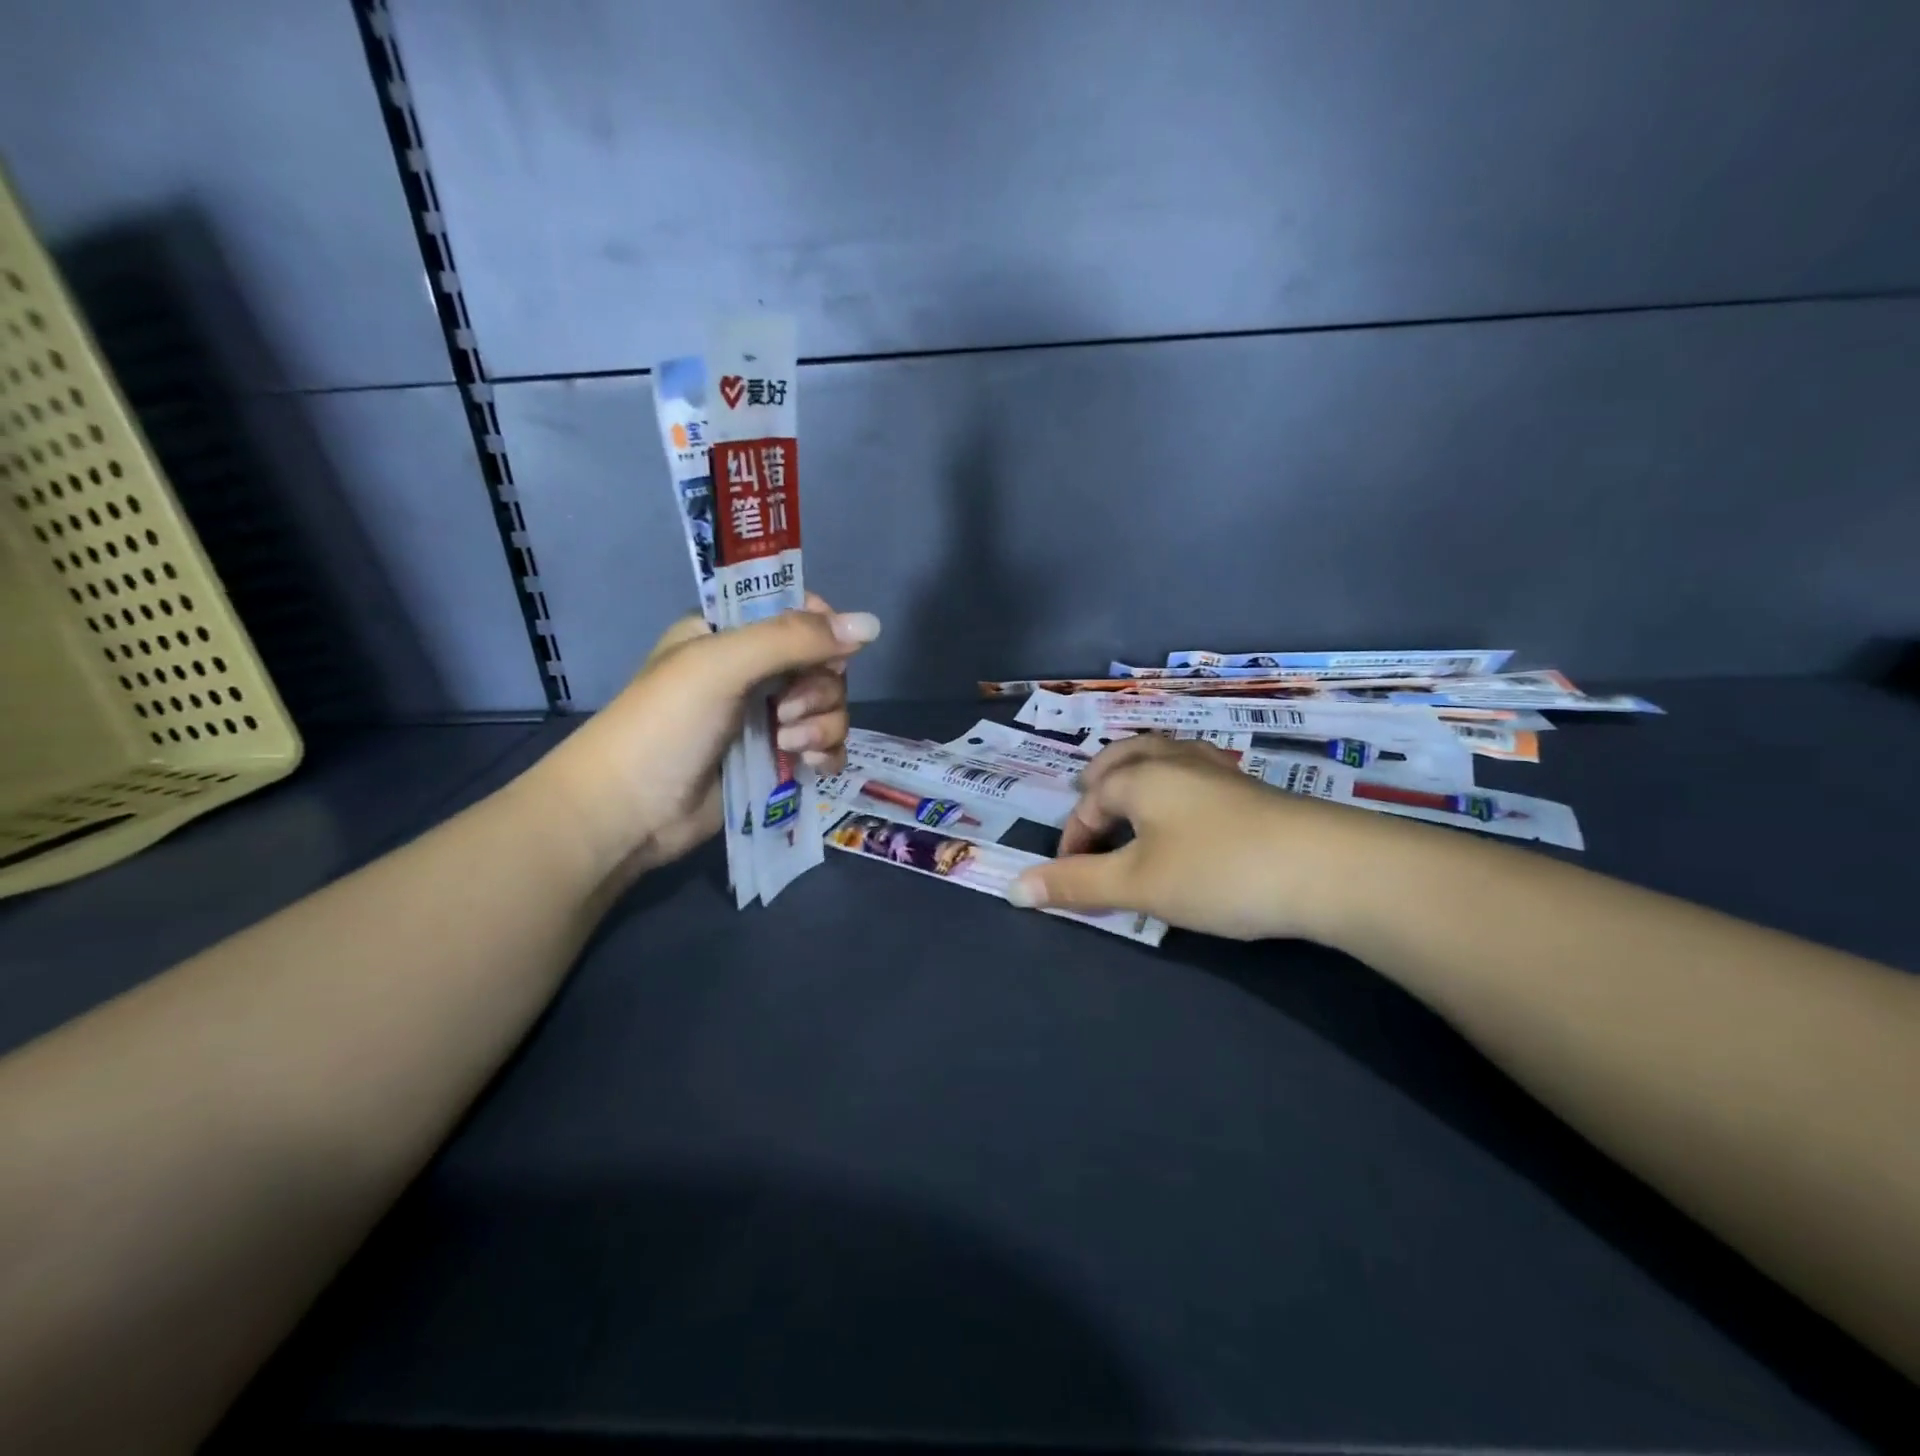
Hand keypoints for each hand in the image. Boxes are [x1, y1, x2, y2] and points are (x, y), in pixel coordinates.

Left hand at [533, 596, 878, 882]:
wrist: (629, 812)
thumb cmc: (666, 725)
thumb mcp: (723, 665)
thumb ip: (794, 639)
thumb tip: (872, 625)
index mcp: (730, 632)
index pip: (796, 610)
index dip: (821, 629)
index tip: (826, 652)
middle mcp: (752, 670)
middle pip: (822, 662)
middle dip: (818, 689)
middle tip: (786, 712)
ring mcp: (765, 717)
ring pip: (829, 706)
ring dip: (823, 724)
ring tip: (789, 745)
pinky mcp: (776, 759)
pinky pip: (825, 745)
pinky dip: (827, 752)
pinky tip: (813, 764)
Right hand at [1007, 735, 1387, 940]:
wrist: (1329, 869)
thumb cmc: (1218, 871)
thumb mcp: (1138, 884)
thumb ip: (1075, 884)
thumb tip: (1012, 889)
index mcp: (1140, 775)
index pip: (1089, 801)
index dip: (1073, 839)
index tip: (1072, 880)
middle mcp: (1174, 759)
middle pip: (1124, 757)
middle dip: (1100, 784)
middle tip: (1091, 809)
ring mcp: (1217, 770)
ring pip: (1163, 756)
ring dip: (1138, 775)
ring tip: (1133, 802)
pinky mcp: (1250, 788)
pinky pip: (1194, 771)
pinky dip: (1174, 783)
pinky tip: (1189, 811)